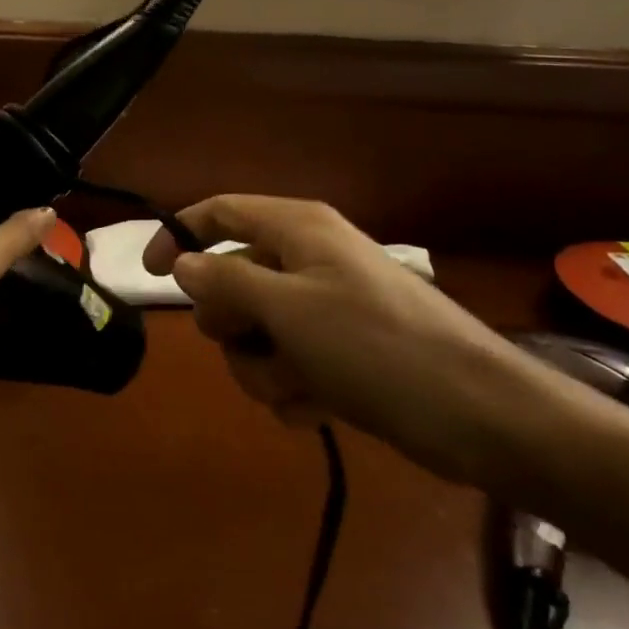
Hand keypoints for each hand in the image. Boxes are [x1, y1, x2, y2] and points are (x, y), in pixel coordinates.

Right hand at [144, 197, 547, 489]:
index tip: (148, 276)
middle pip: (234, 279)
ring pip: (258, 331)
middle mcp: (308, 258)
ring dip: (266, 367)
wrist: (479, 415)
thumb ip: (227, 282)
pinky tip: (320, 408)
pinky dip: (295, 387)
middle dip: (233, 324)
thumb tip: (184, 263)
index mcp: (297, 229)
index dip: (179, 235)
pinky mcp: (343, 351)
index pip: (220, 213)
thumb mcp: (289, 310)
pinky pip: (290, 363)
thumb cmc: (376, 346)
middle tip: (254, 345)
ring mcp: (327, 306)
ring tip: (301, 386)